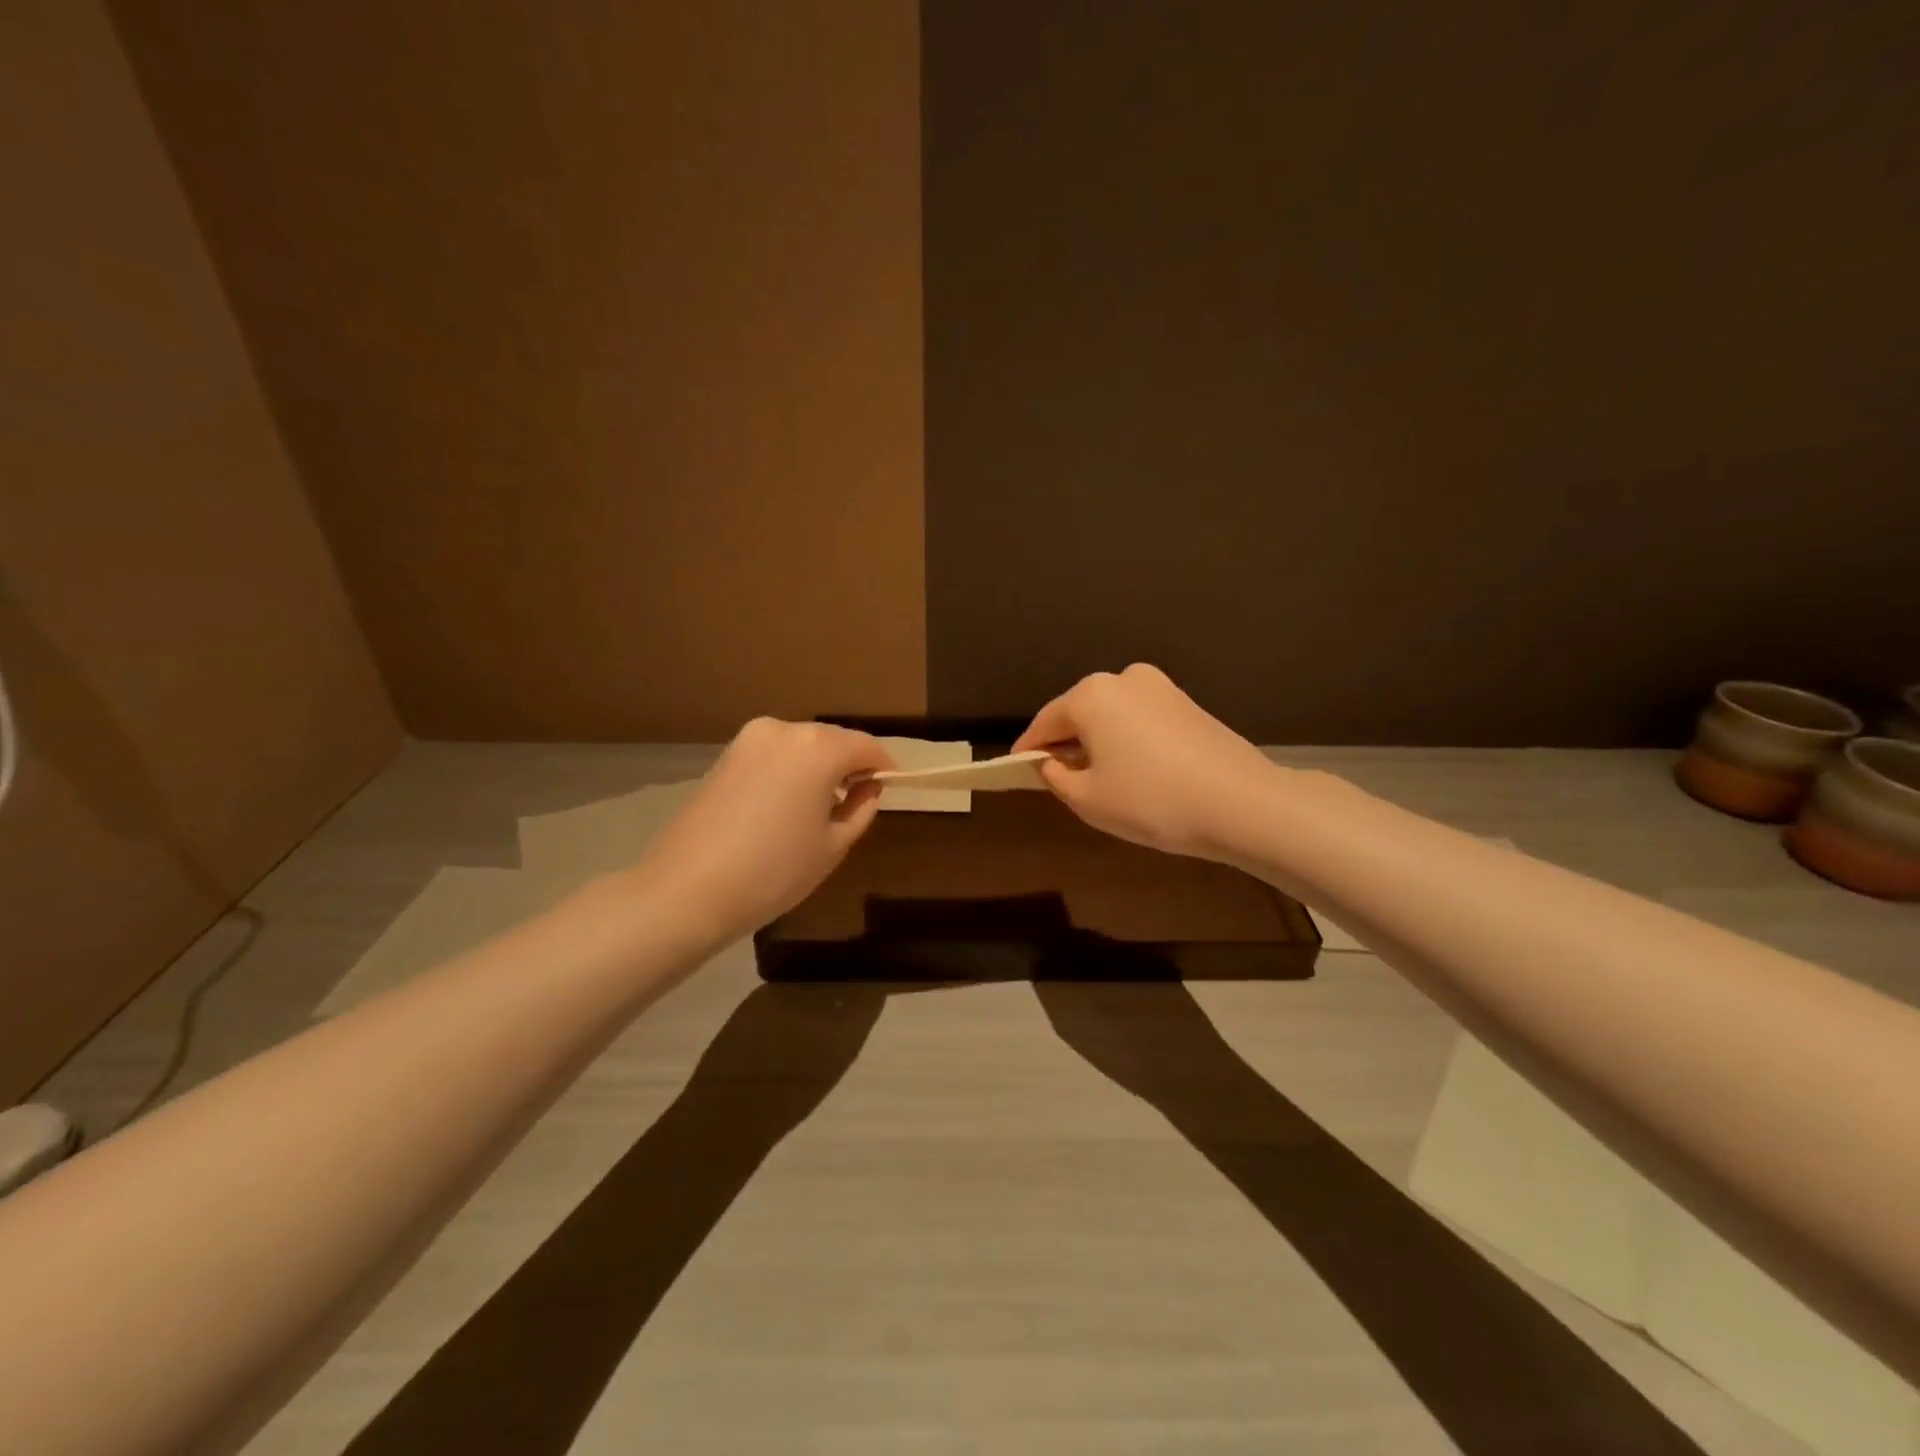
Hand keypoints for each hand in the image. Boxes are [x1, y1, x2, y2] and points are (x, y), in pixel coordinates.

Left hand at [629, 718, 893, 945]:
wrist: (688, 889)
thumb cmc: (774, 871)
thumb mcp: (833, 846)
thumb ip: (861, 810)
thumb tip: (868, 788)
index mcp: (819, 747)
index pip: (866, 746)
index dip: (883, 767)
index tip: (890, 788)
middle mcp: (785, 730)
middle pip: (833, 740)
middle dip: (850, 764)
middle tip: (857, 800)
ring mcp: (750, 739)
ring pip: (802, 745)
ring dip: (819, 766)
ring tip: (820, 806)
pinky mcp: (726, 755)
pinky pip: (775, 754)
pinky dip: (790, 770)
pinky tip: (786, 805)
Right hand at [1012, 664, 1277, 859]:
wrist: (1241, 803)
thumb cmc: (1151, 801)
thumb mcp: (1087, 799)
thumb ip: (1055, 776)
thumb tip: (1050, 763)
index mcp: (1091, 695)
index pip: (1045, 722)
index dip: (1028, 749)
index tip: (1018, 769)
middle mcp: (1123, 679)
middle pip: (1079, 713)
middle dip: (1066, 743)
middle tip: (1059, 778)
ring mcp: (1160, 687)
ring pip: (1111, 716)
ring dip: (1098, 741)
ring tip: (1099, 778)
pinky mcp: (1187, 703)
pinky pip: (1140, 720)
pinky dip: (1128, 740)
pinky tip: (1136, 771)